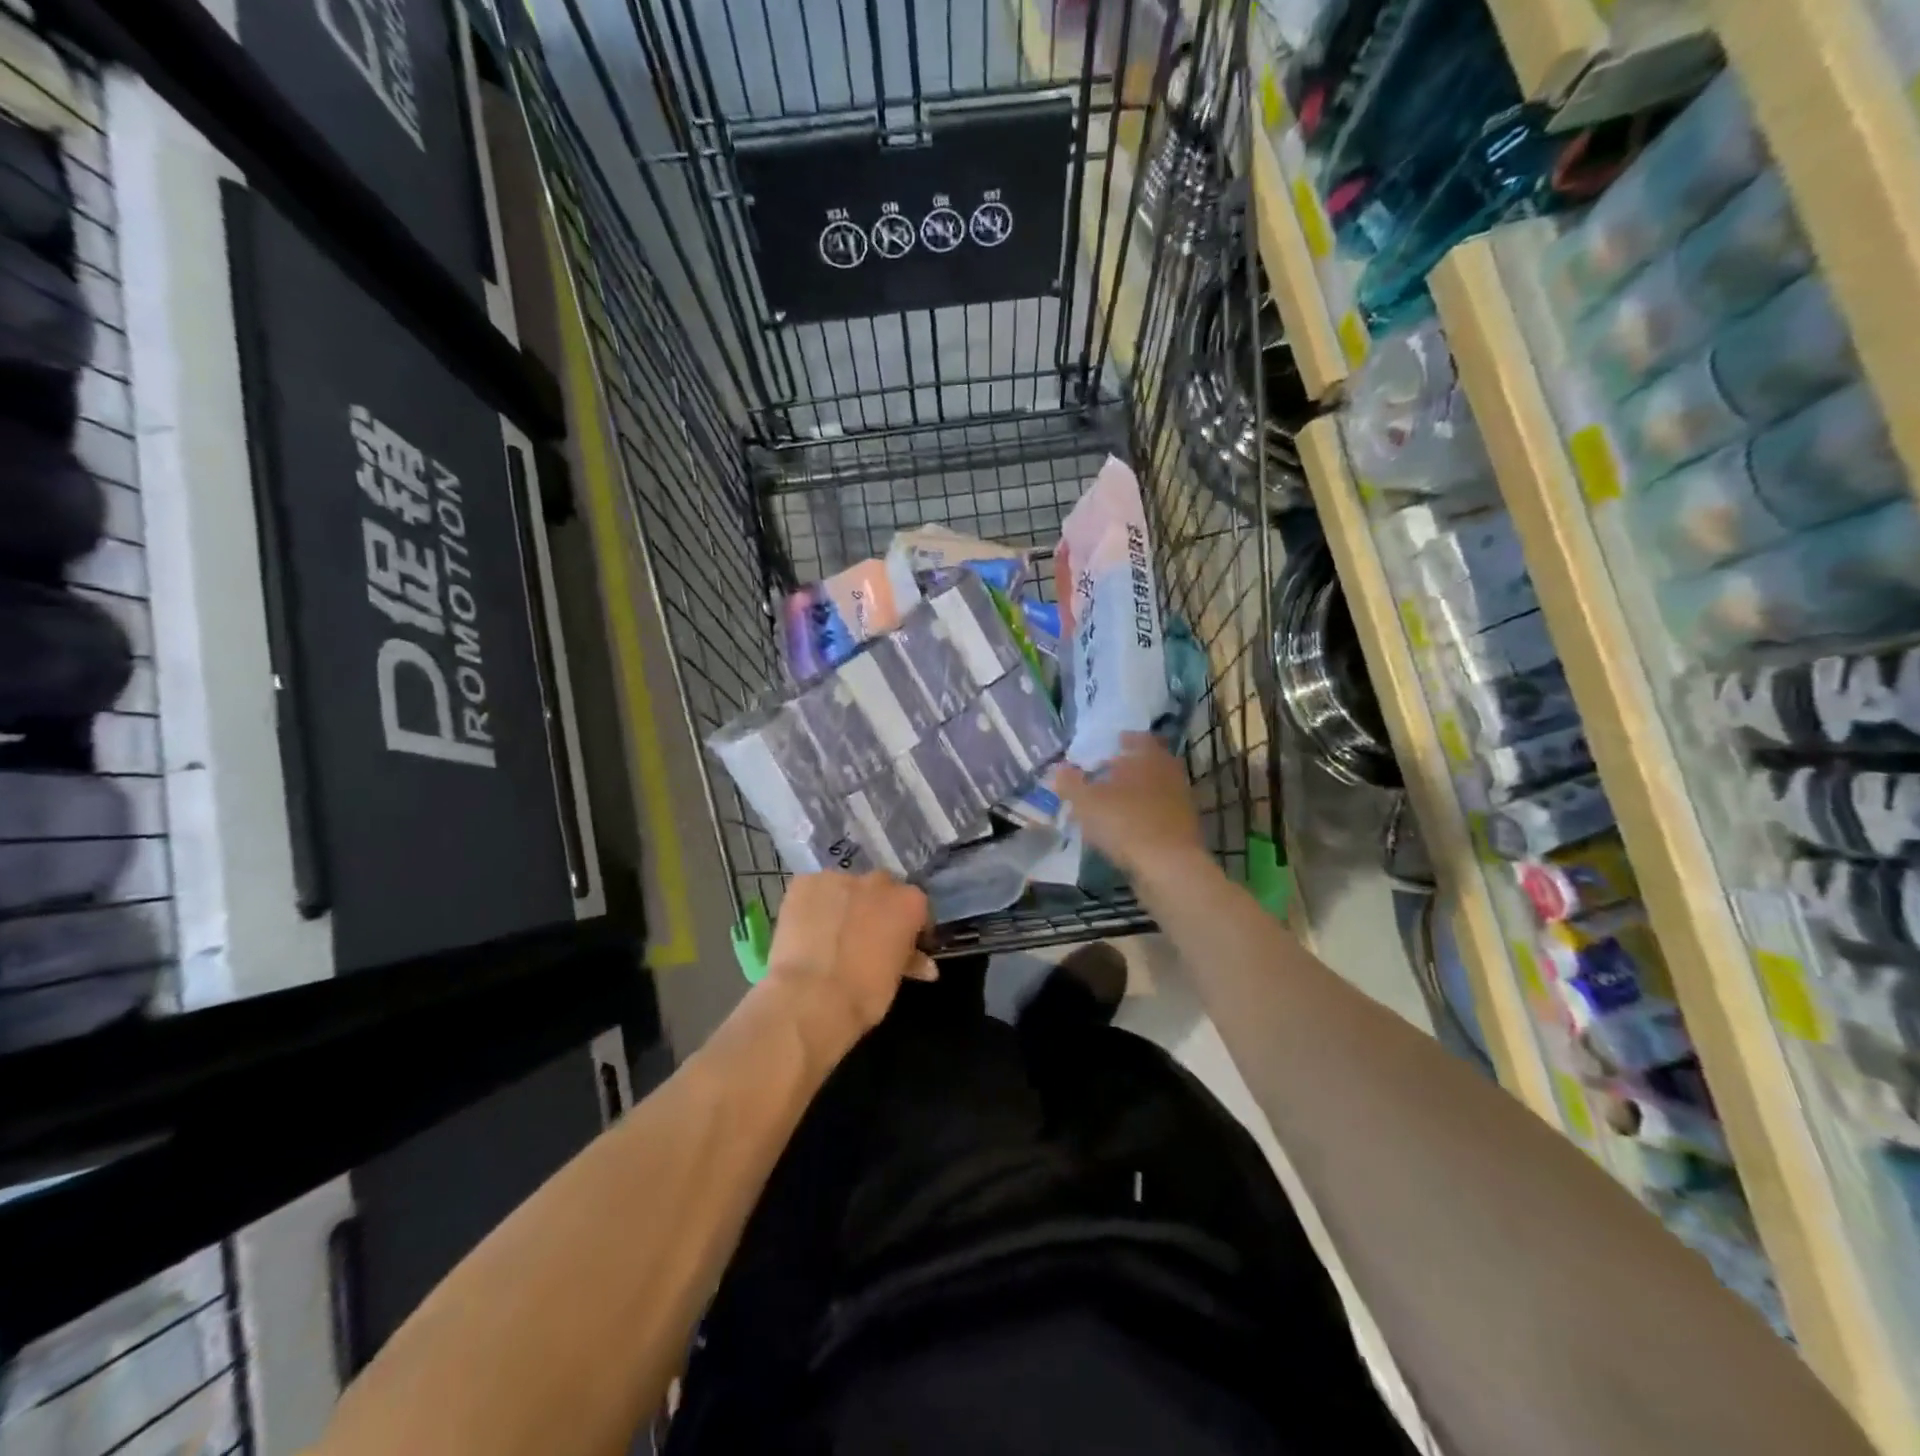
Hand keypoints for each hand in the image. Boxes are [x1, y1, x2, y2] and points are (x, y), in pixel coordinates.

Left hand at [764, 871, 936, 1052]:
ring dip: (843, 904)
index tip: (902, 944)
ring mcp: (839, 878)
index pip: (915, 905)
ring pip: (844, 887)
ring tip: (830, 934)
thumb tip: (924, 964)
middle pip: (880, 889)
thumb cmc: (864, 995)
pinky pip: (813, 890)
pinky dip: (812, 905)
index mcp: (908, 902)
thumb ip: (910, 960)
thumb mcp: (895, 979)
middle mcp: (877, 882)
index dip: (908, 925)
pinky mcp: (804, 882)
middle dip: (875, 908)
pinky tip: (806, 928)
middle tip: (864, 936)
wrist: (811, 997)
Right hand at [1056, 733, 1209, 884]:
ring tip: (1111, 803)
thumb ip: (1070, 783)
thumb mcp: (1086, 801)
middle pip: (1149, 764)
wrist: (1169, 867)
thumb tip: (1058, 769)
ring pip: (1154, 790)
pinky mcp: (1183, 829)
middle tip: (1107, 773)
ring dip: (1135, 793)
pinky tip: (1124, 828)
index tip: (1113, 744)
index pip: (1140, 739)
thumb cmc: (1125, 822)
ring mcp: (1180, 802)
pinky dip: (1142, 816)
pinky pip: (1158, 814)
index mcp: (1149, 757)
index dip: (1125, 740)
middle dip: (1129, 768)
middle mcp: (1169, 774)